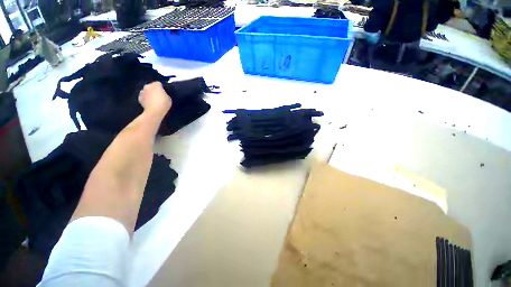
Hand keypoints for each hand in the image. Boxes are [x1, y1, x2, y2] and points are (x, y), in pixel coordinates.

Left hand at [139, 82, 171, 115]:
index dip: (162, 88)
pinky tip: (150, 103)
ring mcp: (142, 92)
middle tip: (159, 96)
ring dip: (149, 94)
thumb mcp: (169, 98)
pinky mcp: (139, 98)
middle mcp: (148, 86)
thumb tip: (162, 94)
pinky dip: (146, 99)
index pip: (159, 84)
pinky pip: (143, 97)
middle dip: (154, 90)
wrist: (155, 111)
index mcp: (156, 84)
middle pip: (151, 86)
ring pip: (146, 91)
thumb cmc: (164, 104)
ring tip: (154, 100)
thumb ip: (165, 94)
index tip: (164, 92)